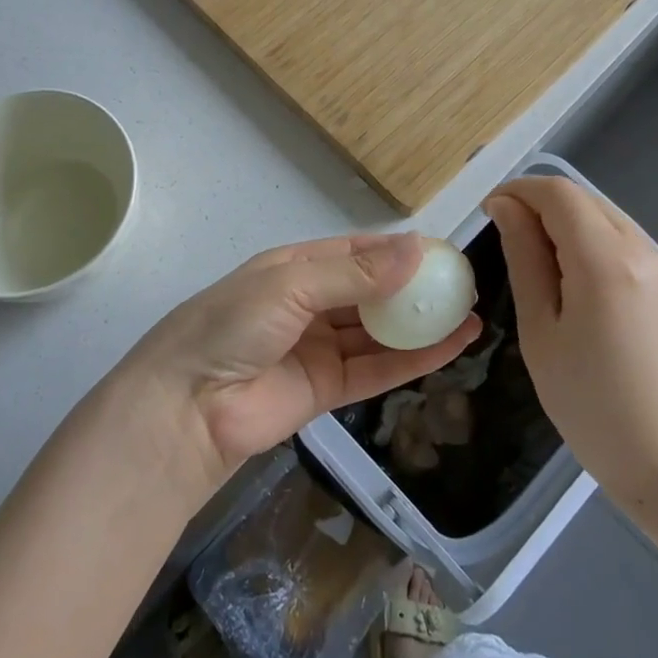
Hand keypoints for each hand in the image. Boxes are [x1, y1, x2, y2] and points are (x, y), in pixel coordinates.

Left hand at [125, 232, 481, 493]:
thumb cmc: (232, 326)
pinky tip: (452, 346)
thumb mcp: (291, 285)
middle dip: (415, 288)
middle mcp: (311, 303)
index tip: (442, 251)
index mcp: (296, 267)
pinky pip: (378, 368)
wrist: (187, 408)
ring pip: (381, 331)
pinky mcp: (329, 390)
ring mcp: (320, 347)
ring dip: (422, 324)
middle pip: (373, 291)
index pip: (356, 251)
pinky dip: (415, 359)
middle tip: (464, 284)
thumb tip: (416, 249)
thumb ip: (355, 273)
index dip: (398, 251)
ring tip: (470, 313)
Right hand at [484, 177, 657, 509]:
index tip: (487, 214)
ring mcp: (657, 262)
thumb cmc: (587, 399)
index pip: (557, 194)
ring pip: (598, 212)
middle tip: (502, 237)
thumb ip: (523, 256)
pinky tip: (565, 272)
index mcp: (605, 260)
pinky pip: (615, 234)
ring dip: (559, 218)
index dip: (517, 191)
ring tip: (530, 257)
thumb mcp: (539, 326)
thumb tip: (504, 207)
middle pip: (580, 197)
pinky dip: (583, 235)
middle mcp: (638, 247)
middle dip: (536, 203)